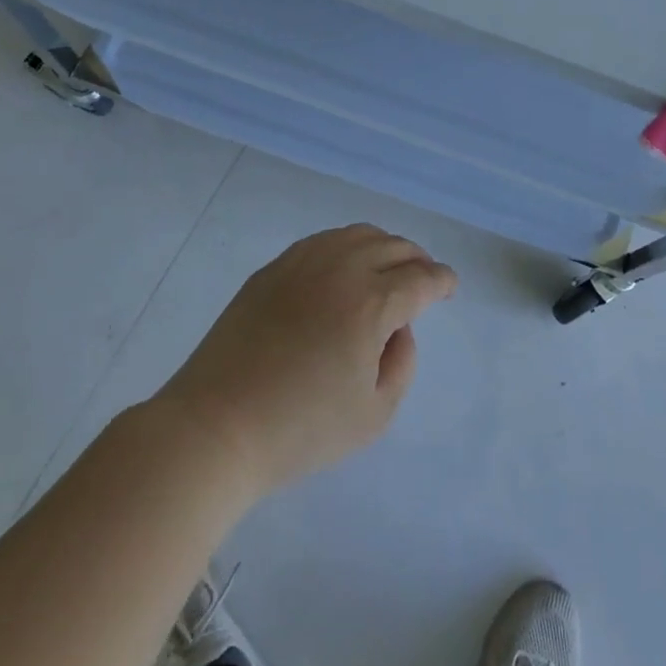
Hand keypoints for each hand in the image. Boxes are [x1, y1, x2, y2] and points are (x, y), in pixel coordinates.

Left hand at [160, 225, 456, 495]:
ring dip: (384, 246)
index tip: (449, 288)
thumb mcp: (374, 415)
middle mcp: (341, 270)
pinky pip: (322, 241)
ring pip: (358, 234)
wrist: (215, 428)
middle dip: (418, 260)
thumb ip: (402, 363)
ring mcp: (302, 263)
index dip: (442, 281)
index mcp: (371, 304)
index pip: (421, 279)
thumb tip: (400, 328)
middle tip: (424, 279)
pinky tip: (345, 267)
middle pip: (394, 246)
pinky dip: (346, 246)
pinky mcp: (273, 269)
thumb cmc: (300, 431)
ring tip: (389, 267)